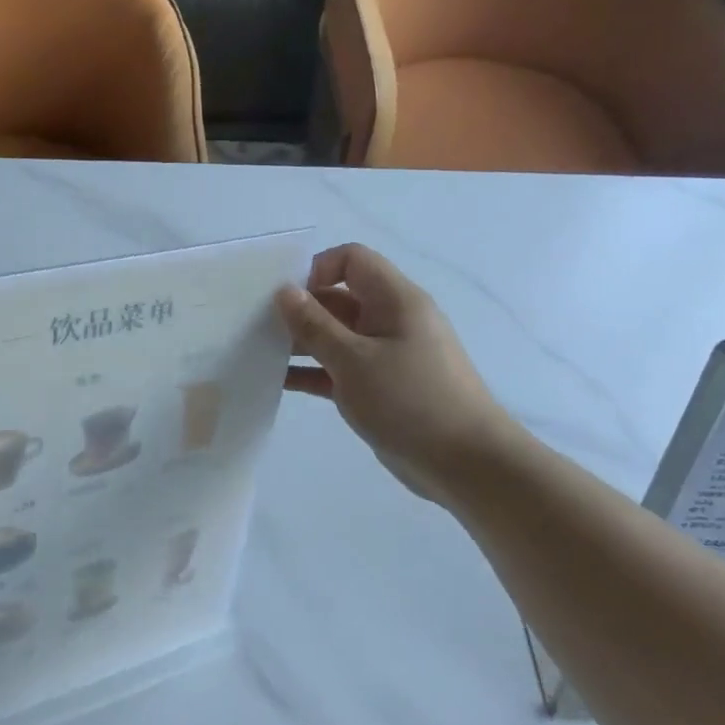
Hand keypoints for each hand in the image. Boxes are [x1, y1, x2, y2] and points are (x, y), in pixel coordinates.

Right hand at [279, 244, 511, 501]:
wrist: (466, 464)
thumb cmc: (411, 401)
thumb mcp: (355, 361)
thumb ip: (315, 325)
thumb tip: (285, 291)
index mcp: (395, 300)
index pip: (352, 260)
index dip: (316, 269)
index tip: (284, 298)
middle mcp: (391, 320)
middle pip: (339, 298)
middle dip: (300, 309)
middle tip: (257, 327)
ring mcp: (386, 355)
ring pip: (336, 336)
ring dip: (302, 343)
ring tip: (259, 354)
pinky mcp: (380, 388)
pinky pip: (339, 369)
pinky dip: (313, 372)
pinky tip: (278, 382)